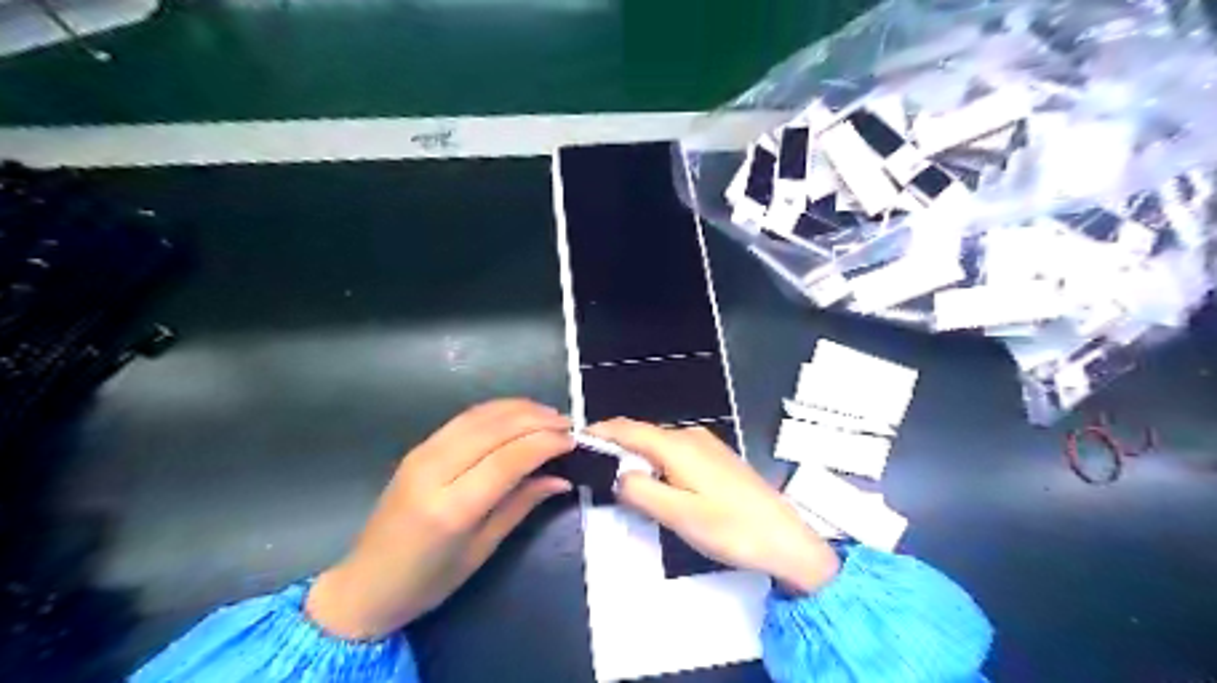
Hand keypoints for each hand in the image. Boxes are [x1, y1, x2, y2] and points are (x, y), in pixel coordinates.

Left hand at [304, 399, 570, 640]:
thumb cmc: (428, 581)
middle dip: (537, 420)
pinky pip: (465, 418)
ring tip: (550, 415)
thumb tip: (560, 477)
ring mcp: (422, 453)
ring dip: (519, 409)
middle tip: (568, 425)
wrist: (365, 584)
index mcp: (452, 507)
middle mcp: (434, 470)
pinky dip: (497, 411)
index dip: (545, 442)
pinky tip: (517, 415)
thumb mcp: (482, 550)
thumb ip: (521, 505)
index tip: (574, 440)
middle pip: (495, 428)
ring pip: (480, 415)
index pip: (508, 458)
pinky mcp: (419, 447)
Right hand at [587, 416, 837, 590]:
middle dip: (615, 445)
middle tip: (590, 466)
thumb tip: (617, 475)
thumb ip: (641, 491)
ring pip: (658, 444)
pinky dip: (654, 462)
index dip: (600, 431)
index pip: (629, 429)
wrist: (786, 539)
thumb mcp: (678, 515)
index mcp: (677, 446)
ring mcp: (706, 445)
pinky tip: (653, 481)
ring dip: (635, 455)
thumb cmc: (731, 529)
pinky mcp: (716, 458)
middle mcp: (690, 436)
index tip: (576, 440)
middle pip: (643, 434)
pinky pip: (674, 452)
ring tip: (615, 476)